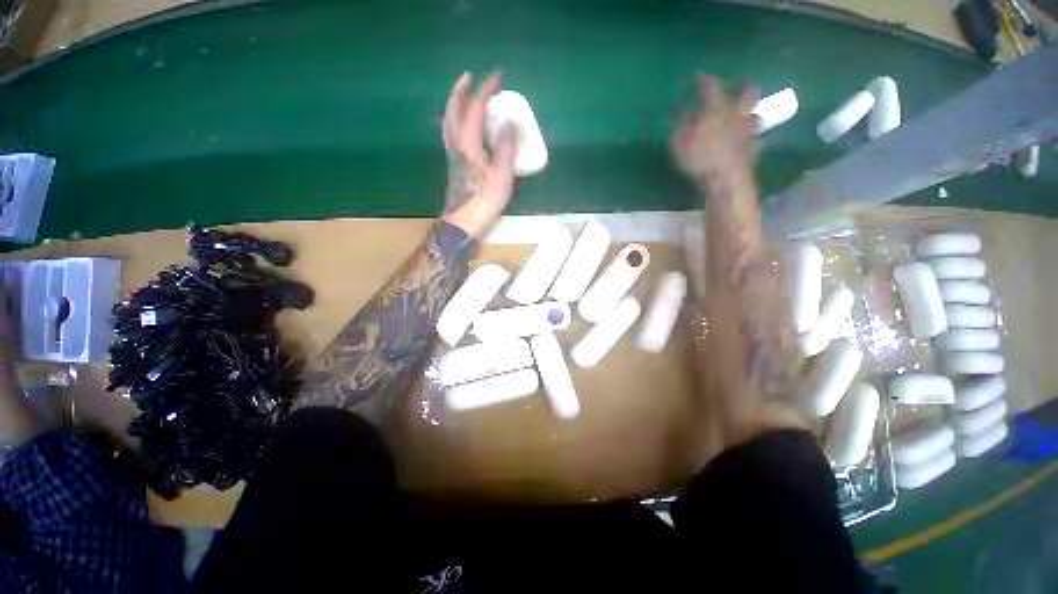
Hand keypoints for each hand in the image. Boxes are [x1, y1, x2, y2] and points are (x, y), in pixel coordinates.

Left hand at [441, 71, 517, 238]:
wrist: (464, 222)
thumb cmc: (484, 200)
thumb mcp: (501, 175)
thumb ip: (506, 148)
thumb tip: (510, 122)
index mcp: (469, 143)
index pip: (476, 108)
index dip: (486, 89)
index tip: (498, 75)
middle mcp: (457, 144)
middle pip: (453, 110)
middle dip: (460, 90)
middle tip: (469, 76)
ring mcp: (453, 155)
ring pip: (449, 122)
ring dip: (455, 104)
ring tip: (464, 96)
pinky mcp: (454, 165)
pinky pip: (452, 134)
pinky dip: (456, 121)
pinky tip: (465, 127)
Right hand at [672, 76, 756, 187]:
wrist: (726, 179)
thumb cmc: (700, 160)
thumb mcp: (679, 144)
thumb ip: (681, 126)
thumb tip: (683, 113)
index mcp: (717, 110)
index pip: (711, 87)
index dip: (703, 81)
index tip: (697, 79)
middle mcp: (738, 114)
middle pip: (748, 91)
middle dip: (742, 88)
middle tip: (735, 92)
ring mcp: (749, 130)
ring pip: (755, 114)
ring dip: (748, 114)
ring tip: (740, 120)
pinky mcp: (754, 147)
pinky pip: (755, 138)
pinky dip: (749, 139)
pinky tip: (743, 144)